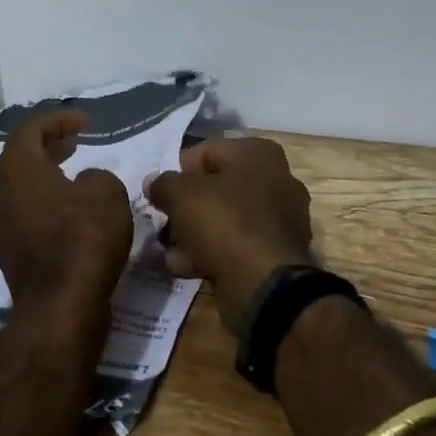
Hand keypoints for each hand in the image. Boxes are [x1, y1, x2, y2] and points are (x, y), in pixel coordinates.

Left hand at [0, 110, 134, 326]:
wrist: (60, 310)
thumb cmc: (82, 240)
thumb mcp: (106, 193)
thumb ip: (97, 177)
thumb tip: (86, 184)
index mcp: (17, 172)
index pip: (28, 132)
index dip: (56, 121)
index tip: (84, 122)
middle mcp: (1, 197)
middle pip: (21, 161)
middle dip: (49, 147)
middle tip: (76, 143)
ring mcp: (2, 230)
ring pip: (24, 192)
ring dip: (48, 179)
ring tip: (78, 178)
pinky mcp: (14, 258)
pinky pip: (29, 219)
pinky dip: (49, 208)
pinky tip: (76, 217)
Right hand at [146, 137, 314, 332]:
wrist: (264, 283)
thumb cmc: (223, 222)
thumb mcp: (180, 194)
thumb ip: (162, 184)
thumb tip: (154, 183)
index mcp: (258, 153)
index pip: (205, 152)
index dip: (177, 172)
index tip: (160, 195)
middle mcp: (277, 179)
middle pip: (216, 188)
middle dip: (186, 208)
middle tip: (165, 226)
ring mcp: (281, 218)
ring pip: (225, 219)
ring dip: (195, 234)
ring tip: (171, 253)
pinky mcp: (278, 252)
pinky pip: (237, 244)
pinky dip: (213, 253)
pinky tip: (187, 267)